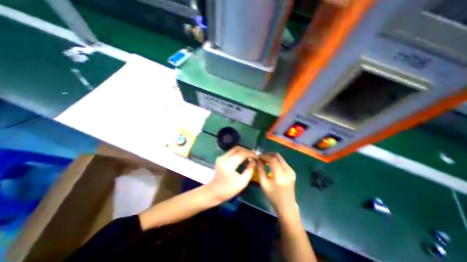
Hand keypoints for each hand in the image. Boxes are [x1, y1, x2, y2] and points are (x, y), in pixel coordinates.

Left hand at [206, 146, 256, 203]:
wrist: (214, 192)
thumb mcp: (242, 183)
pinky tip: (243, 158)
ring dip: (243, 151)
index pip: (242, 154)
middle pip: (238, 148)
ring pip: (235, 149)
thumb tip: (254, 161)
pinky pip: (232, 152)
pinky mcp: (221, 158)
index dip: (251, 154)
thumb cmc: (228, 190)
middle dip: (247, 151)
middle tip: (254, 156)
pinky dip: (239, 153)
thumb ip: (249, 171)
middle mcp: (224, 158)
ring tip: (250, 157)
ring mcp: (221, 157)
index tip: (257, 157)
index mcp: (228, 164)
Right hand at [257, 153, 296, 216]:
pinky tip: (271, 165)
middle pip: (277, 156)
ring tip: (265, 161)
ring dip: (272, 157)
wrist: (287, 205)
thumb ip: (260, 170)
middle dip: (268, 154)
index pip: (272, 160)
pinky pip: (283, 162)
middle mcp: (288, 171)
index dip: (264, 156)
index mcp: (280, 175)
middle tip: (261, 158)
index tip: (258, 157)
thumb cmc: (273, 196)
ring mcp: (291, 171)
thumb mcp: (264, 183)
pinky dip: (276, 161)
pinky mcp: (292, 172)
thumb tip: (258, 160)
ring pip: (280, 158)